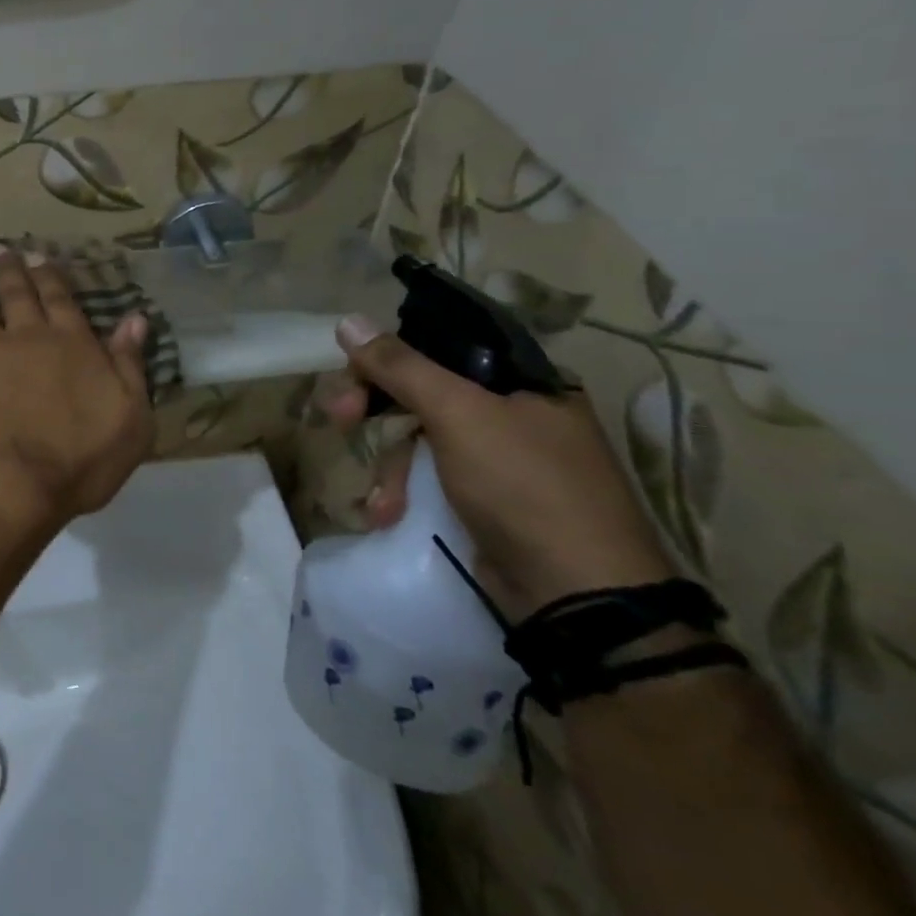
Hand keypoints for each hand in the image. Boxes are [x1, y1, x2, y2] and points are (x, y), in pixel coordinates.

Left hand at [0, 246, 154, 543]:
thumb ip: (130, 366)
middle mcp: (19, 340)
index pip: (58, 300)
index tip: (34, 254)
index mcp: (67, 344)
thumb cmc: (80, 458)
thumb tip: (135, 319)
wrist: (10, 484)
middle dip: (2, 270)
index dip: (47, 275)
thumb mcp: (131, 417)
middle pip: (10, 295)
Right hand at [318, 315, 676, 620]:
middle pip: (424, 393)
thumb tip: (347, 320)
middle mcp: (516, 413)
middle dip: (378, 411)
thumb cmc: (523, 486)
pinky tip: (390, 515)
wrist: (576, 594)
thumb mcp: (459, 415)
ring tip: (382, 502)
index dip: (387, 360)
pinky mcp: (488, 502)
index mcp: (523, 381)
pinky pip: (432, 479)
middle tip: (339, 419)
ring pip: (422, 440)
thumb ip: (401, 367)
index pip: (439, 348)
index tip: (350, 381)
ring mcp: (502, 461)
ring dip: (391, 467)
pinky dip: (407, 494)